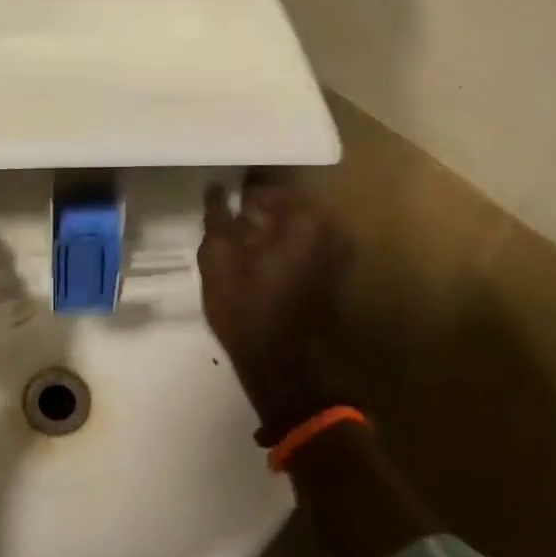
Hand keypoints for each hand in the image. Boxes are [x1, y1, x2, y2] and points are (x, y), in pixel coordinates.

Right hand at [199, 175, 353, 435]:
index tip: (222, 198)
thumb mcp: (218, 258)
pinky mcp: (334, 277)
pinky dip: (283, 248)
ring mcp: (338, 255)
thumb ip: (217, 216)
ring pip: (296, 228)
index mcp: (306, 218)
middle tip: (229, 222)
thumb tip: (217, 188)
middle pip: (286, 205)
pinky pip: (305, 247)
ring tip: (240, 244)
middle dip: (257, 211)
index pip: (269, 186)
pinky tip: (257, 263)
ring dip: (269, 231)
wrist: (283, 370)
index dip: (242, 191)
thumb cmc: (248, 309)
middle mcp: (331, 229)